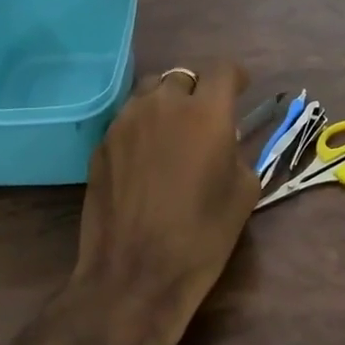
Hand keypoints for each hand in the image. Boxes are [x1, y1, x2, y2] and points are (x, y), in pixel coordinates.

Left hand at [72, 60, 260, 344]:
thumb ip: (237, 152)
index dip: (235, 78)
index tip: (239, 91)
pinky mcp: (102, 143)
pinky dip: (142, 125)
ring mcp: (126, 121)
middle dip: (199, 90)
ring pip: (151, 90)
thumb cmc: (201, 235)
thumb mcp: (243, 193)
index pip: (223, 69)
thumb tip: (224, 142)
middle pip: (184, 75)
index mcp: (206, 112)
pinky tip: (146, 157)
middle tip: (205, 117)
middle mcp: (164, 104)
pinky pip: (128, 118)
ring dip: (167, 102)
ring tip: (173, 130)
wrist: (134, 274)